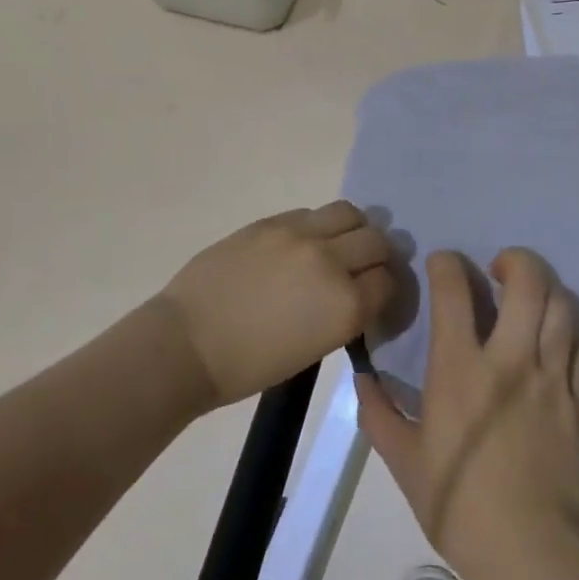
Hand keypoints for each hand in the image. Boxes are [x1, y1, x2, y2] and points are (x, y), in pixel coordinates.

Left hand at [157, 202, 395, 407]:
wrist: (189, 343)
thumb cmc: (250, 366)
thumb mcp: (314, 349)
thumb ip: (344, 313)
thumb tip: (356, 292)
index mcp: (346, 304)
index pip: (389, 282)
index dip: (386, 289)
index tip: (378, 295)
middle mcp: (331, 261)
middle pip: (377, 241)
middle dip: (377, 256)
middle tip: (363, 268)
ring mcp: (299, 234)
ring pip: (349, 213)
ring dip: (353, 229)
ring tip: (338, 245)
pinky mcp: (271, 221)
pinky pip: (310, 213)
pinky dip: (317, 226)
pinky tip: (303, 243)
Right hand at [358, 248, 578, 579]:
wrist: (529, 554)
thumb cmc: (457, 503)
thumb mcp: (402, 460)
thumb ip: (378, 413)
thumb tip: (361, 380)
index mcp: (459, 366)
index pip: (453, 287)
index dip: (446, 263)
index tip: (441, 265)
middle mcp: (509, 359)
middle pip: (527, 281)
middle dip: (515, 260)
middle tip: (500, 269)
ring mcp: (551, 379)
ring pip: (563, 308)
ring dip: (547, 293)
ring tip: (532, 303)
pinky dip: (574, 341)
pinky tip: (559, 351)